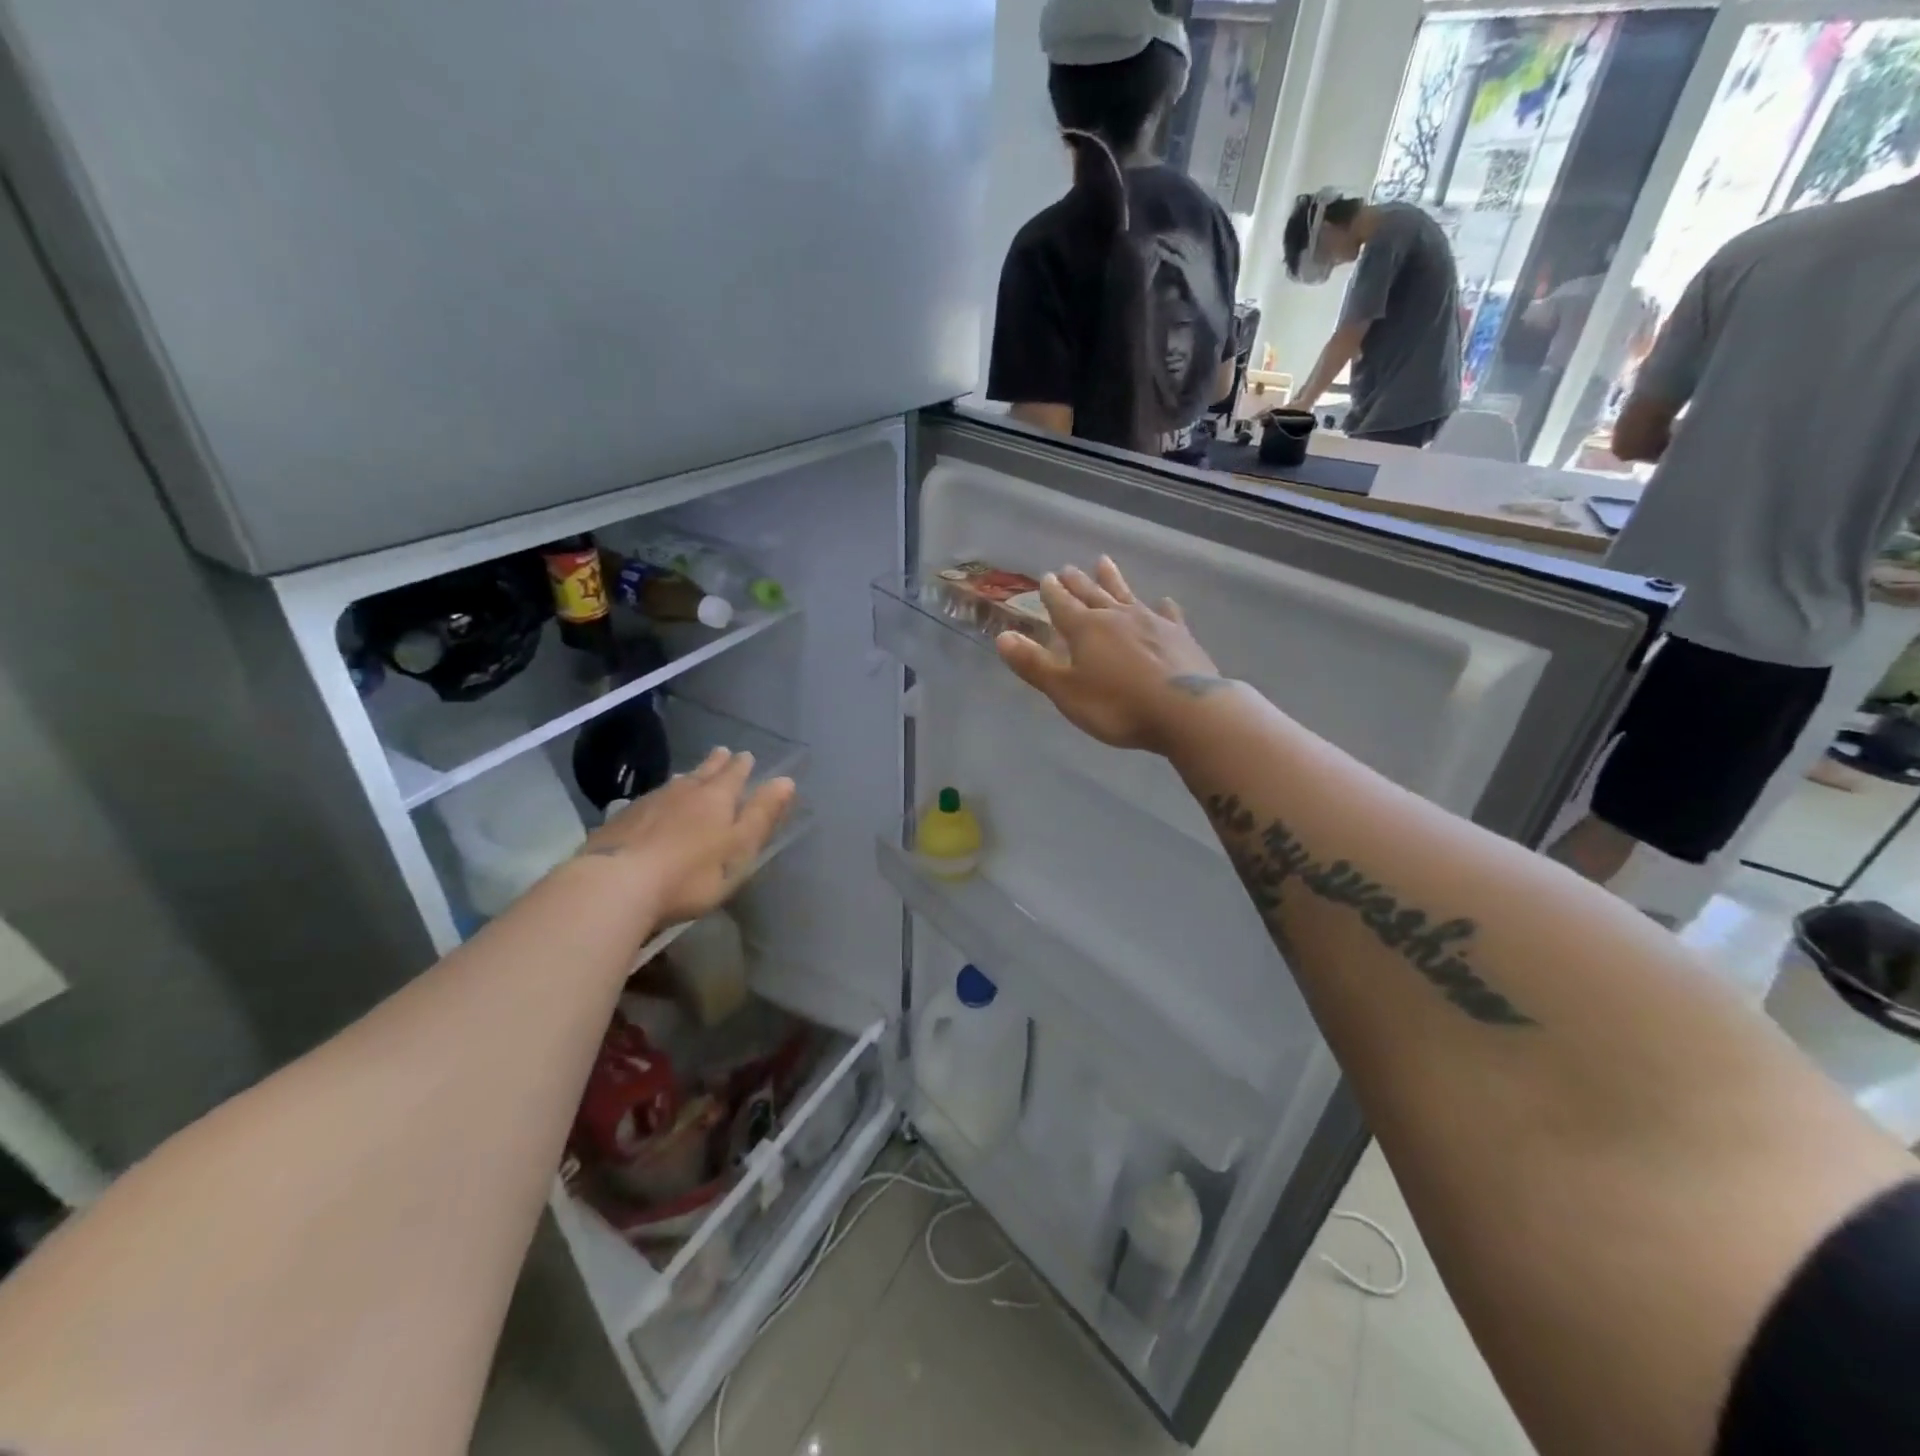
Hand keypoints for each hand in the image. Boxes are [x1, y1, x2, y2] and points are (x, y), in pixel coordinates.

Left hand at [579, 748, 793, 925]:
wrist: (616, 884)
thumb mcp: (739, 848)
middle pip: (702, 773)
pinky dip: (659, 799)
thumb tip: (786, 780)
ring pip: (674, 784)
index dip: (742, 766)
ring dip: (687, 778)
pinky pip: (648, 801)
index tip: (747, 755)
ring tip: (690, 775)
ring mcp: (648, 804)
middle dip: (715, 763)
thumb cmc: (691, 873)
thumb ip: (762, 815)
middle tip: (722, 751)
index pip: (734, 774)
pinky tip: (652, 805)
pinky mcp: (620, 822)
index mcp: (716, 798)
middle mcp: (683, 792)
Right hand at [996, 557, 1228, 753]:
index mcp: (1086, 630)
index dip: (1052, 593)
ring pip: (1127, 595)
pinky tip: (1163, 602)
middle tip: (1068, 568)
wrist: (1186, 711)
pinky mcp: (1180, 636)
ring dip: (1114, 580)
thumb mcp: (1066, 691)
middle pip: (1093, 594)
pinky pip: (1168, 615)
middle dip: (1078, 582)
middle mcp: (1117, 617)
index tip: (1046, 577)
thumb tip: (1002, 637)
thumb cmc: (1118, 706)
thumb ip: (1034, 665)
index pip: (1063, 605)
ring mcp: (1152, 623)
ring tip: (1104, 562)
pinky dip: (1162, 607)